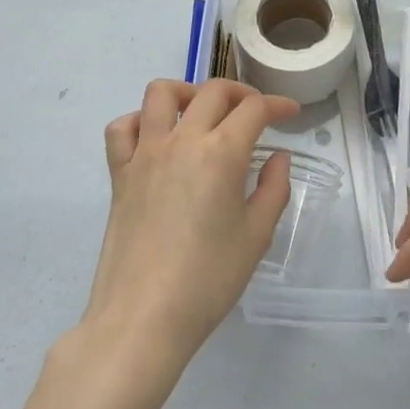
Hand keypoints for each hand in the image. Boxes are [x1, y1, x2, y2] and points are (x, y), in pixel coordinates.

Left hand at [83, 79, 300, 375]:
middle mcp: (183, 140)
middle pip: (213, 91)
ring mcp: (145, 153)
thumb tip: (278, 158)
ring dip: (187, 92)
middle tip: (255, 114)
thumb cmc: (208, 280)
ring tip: (201, 113)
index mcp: (222, 153)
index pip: (254, 109)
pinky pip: (122, 128)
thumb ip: (274, 189)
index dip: (278, 104)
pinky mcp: (119, 173)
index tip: (291, 113)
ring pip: (161, 93)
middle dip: (241, 94)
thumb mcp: (256, 236)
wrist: (143, 317)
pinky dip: (140, 122)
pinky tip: (156, 138)